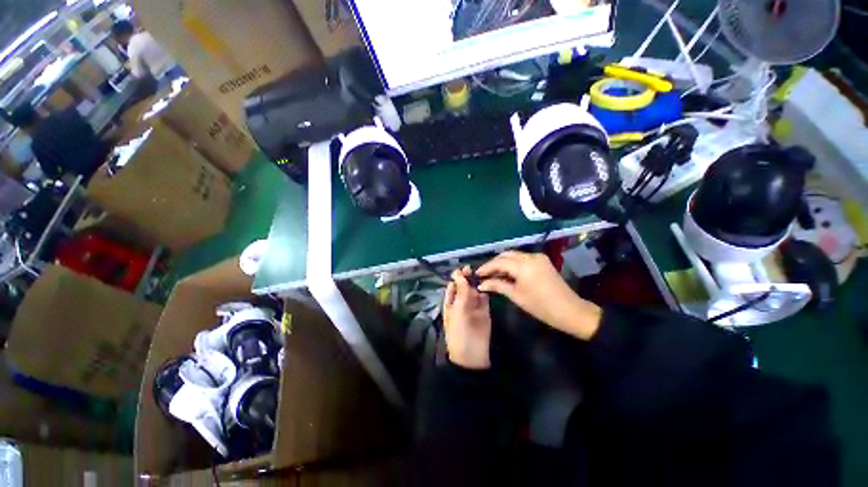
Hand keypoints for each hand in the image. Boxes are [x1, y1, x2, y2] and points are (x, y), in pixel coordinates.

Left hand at [443, 267, 491, 368]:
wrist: (473, 356)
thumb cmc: (459, 333)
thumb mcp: (458, 311)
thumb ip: (461, 292)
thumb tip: (460, 274)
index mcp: (450, 303)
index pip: (453, 286)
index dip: (457, 277)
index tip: (463, 269)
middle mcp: (461, 302)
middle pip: (464, 286)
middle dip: (467, 278)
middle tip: (472, 270)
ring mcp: (473, 306)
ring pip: (474, 291)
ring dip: (476, 283)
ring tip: (481, 273)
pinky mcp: (484, 311)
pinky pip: (484, 298)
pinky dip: (485, 291)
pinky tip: (487, 283)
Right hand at [477, 251, 601, 340]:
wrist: (570, 310)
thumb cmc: (541, 306)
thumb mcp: (516, 296)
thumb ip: (498, 285)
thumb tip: (482, 284)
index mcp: (523, 266)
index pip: (499, 262)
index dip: (486, 267)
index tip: (477, 274)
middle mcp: (530, 257)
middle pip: (505, 255)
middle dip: (493, 263)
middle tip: (484, 274)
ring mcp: (538, 257)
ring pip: (514, 255)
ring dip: (502, 263)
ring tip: (494, 274)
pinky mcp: (542, 261)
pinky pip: (522, 258)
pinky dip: (512, 264)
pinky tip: (507, 273)